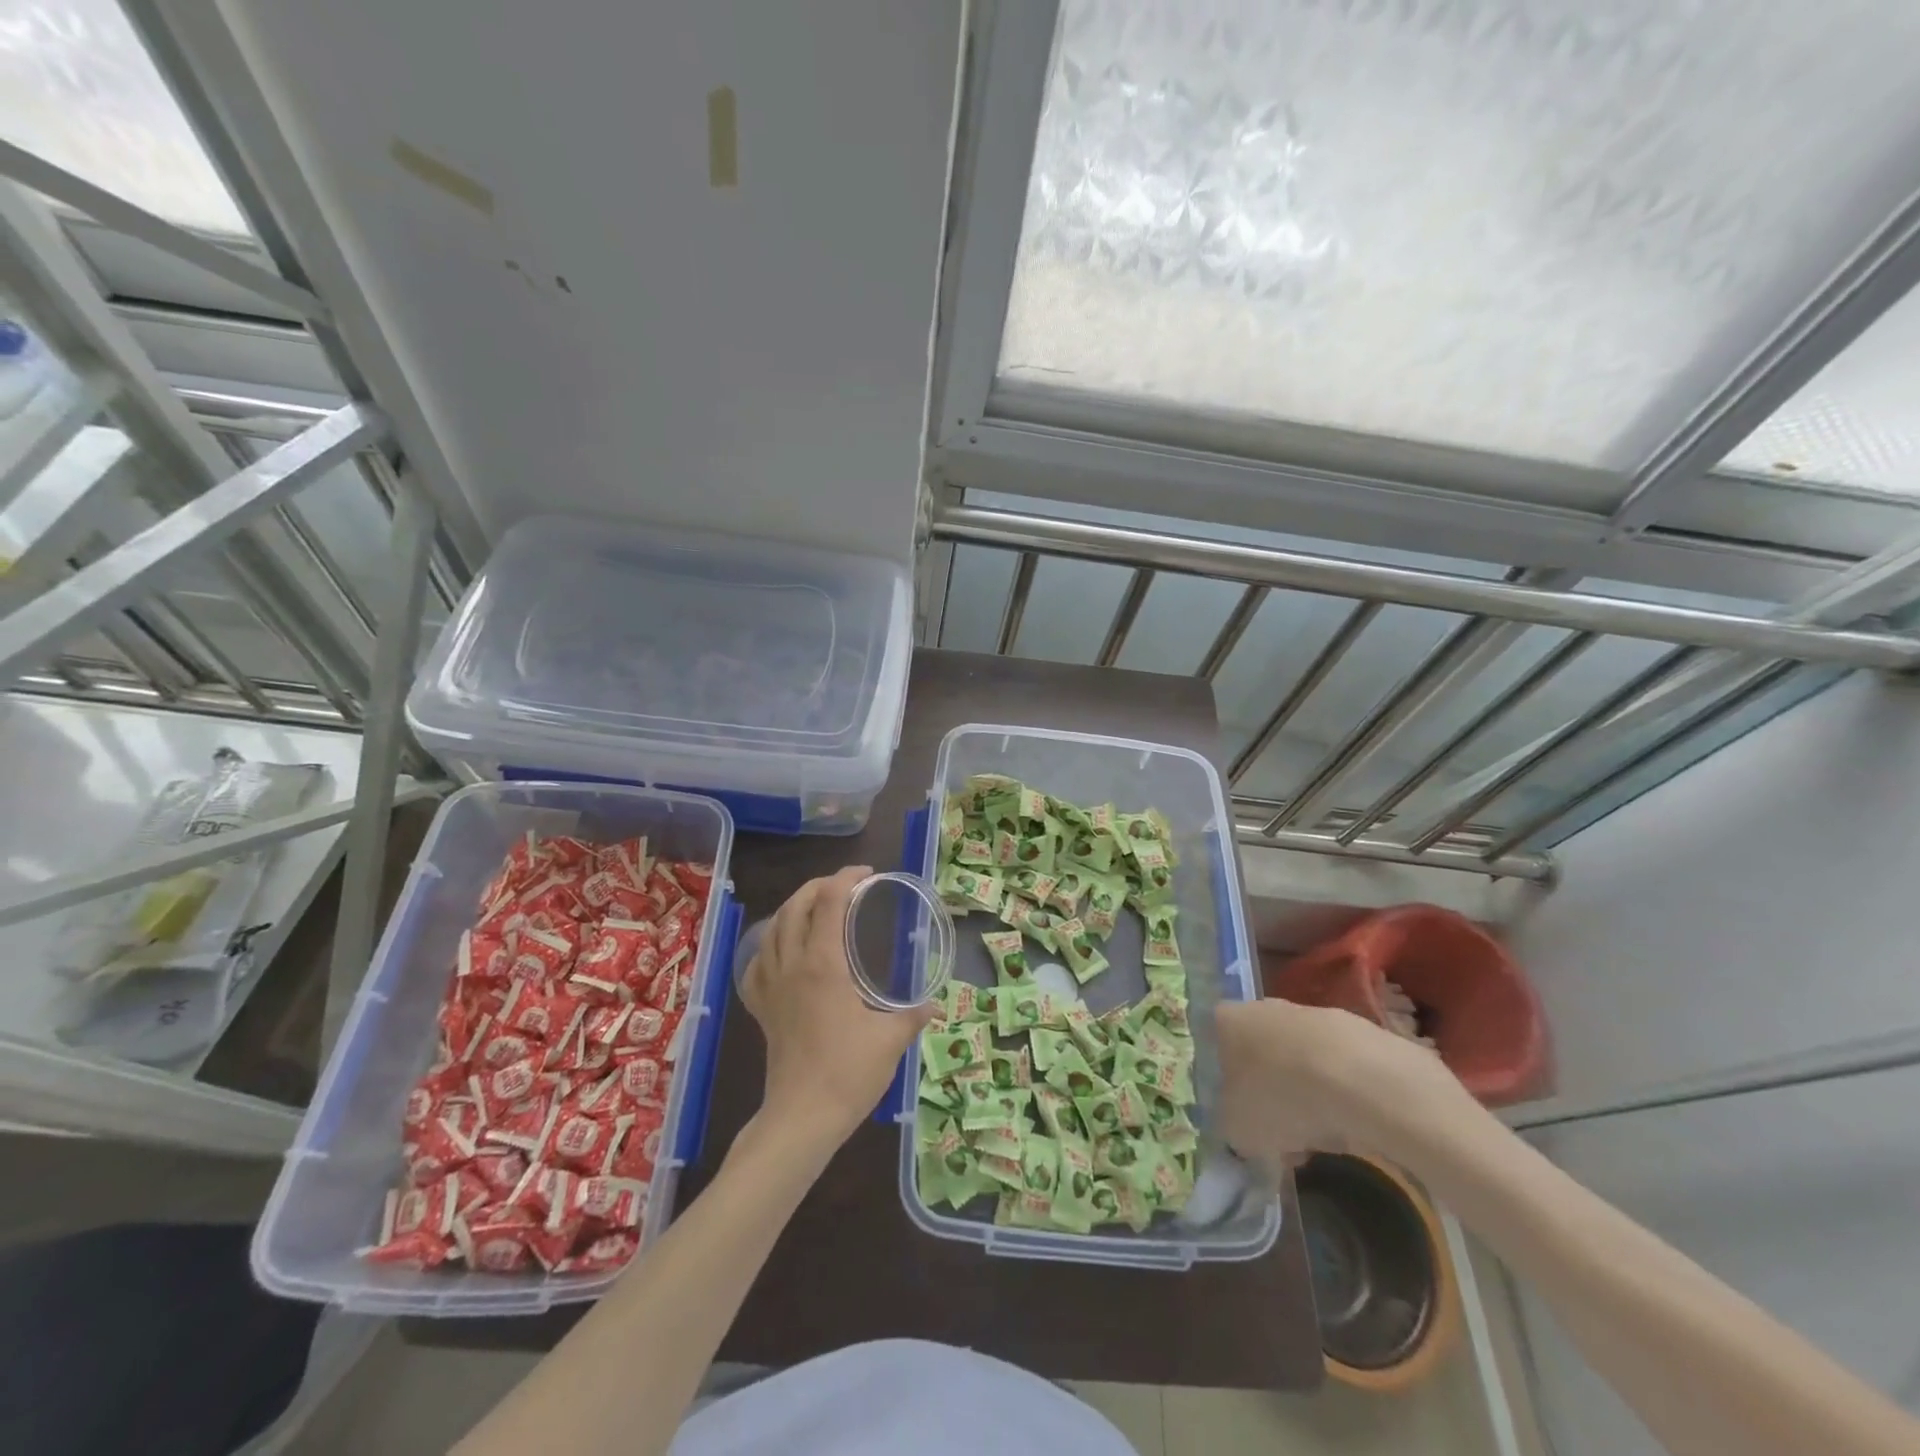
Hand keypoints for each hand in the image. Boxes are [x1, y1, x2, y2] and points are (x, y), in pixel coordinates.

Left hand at [738, 865, 934, 1149]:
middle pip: (796, 906)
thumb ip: (913, 1014)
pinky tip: (781, 952)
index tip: (867, 874)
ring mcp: (771, 986)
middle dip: (819, 886)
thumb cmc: (849, 1073)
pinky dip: (769, 946)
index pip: (829, 902)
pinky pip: (757, 964)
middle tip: (845, 885)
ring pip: (772, 928)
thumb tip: (935, 1004)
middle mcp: (792, 965)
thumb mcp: (891, 1039)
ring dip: (793, 908)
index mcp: (824, 964)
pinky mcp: (761, 1008)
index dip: (846, 878)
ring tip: (815, 907)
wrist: (802, 1117)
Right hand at [1215, 999, 1468, 1172]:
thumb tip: (1240, 1128)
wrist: (1361, 1080)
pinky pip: (1336, 1066)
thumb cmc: (1281, 1098)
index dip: (1227, 1085)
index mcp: (1226, 1021)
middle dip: (1269, 1091)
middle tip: (1281, 1133)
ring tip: (1321, 1138)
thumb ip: (1231, 1125)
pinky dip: (1340, 1093)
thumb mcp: (1237, 1129)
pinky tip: (1351, 1124)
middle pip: (1260, 1053)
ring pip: (1299, 1060)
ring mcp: (1311, 1014)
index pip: (1216, 1047)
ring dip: (1305, 1095)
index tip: (1242, 1117)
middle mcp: (1263, 1008)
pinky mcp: (1356, 1029)